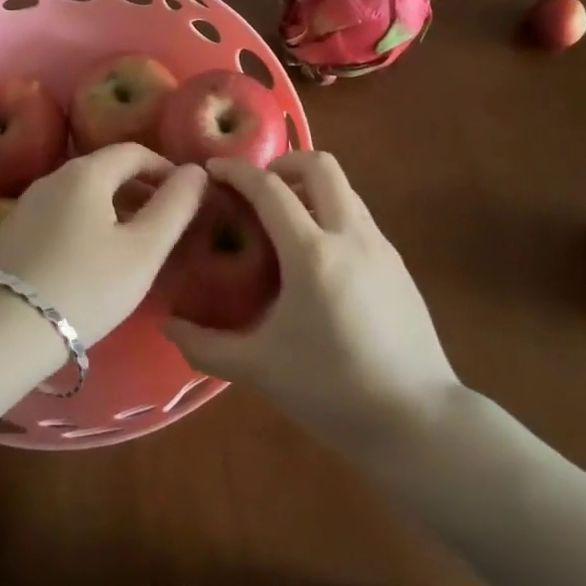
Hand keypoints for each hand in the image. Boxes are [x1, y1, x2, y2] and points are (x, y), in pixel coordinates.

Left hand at [0, 145, 205, 344]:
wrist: (2, 331)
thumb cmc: (85, 287)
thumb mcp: (143, 250)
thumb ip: (175, 207)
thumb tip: (196, 171)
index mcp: (86, 172)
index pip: (134, 151)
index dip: (164, 168)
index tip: (185, 196)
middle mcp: (53, 177)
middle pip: (106, 170)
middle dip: (140, 188)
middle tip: (165, 223)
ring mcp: (27, 203)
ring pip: (82, 194)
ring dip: (113, 207)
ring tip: (133, 244)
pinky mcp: (11, 232)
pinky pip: (60, 214)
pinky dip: (86, 223)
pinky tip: (91, 259)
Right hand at [166, 152, 461, 451]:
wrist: (419, 422)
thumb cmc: (333, 391)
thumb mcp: (260, 369)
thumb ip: (206, 346)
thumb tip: (166, 326)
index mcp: (312, 253)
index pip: (269, 188)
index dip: (237, 171)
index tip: (213, 168)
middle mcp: (349, 235)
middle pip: (319, 165)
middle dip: (283, 163)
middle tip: (258, 189)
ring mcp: (380, 246)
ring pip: (344, 188)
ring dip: (310, 186)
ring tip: (284, 220)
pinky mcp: (398, 263)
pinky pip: (358, 216)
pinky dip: (331, 212)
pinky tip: (318, 256)